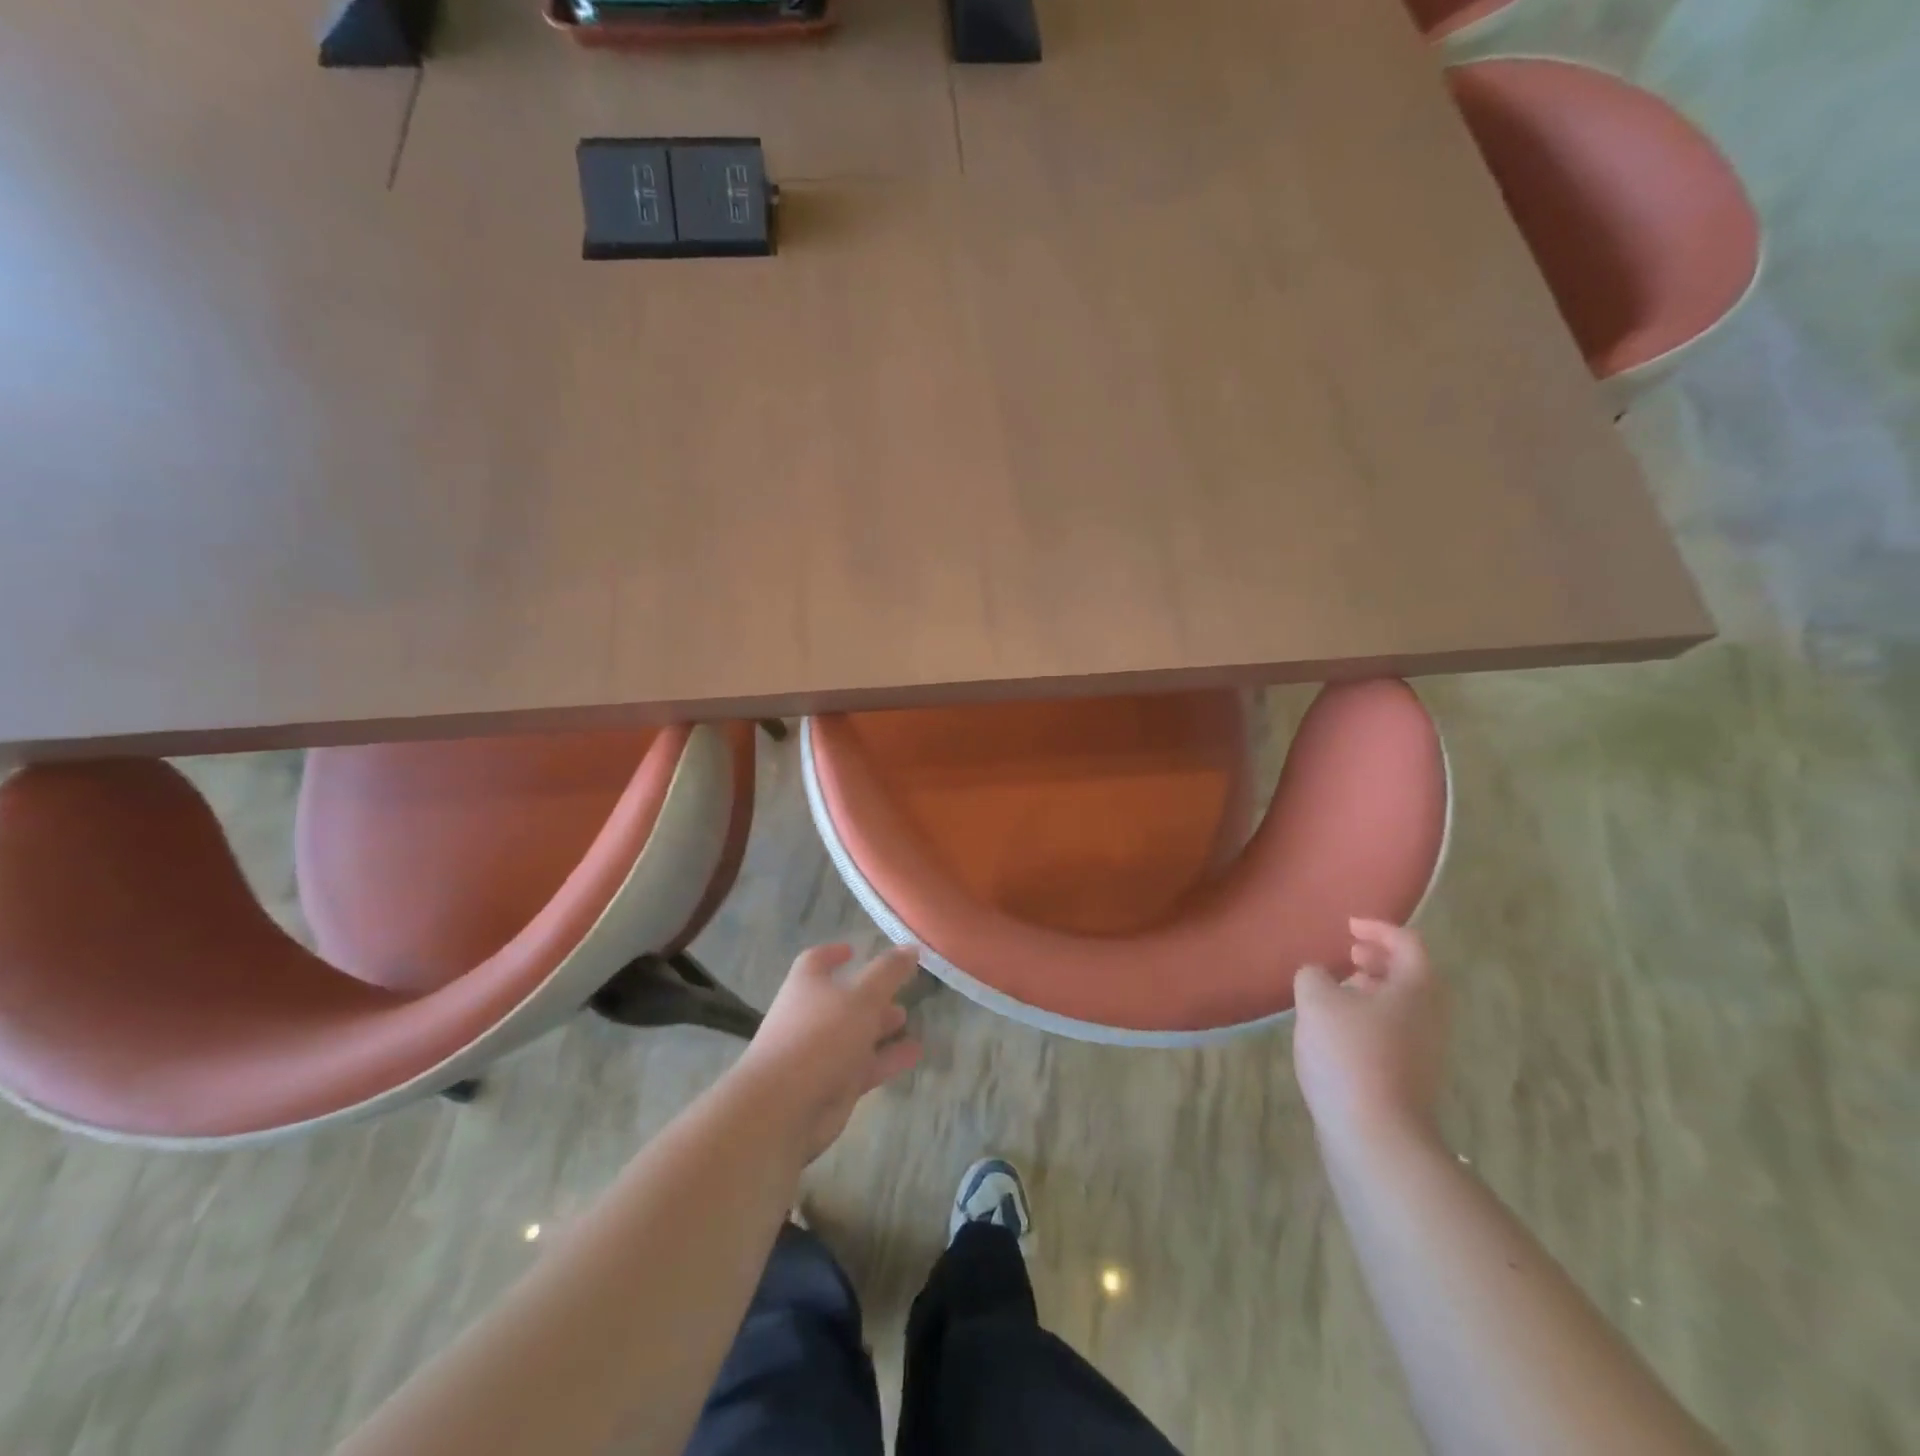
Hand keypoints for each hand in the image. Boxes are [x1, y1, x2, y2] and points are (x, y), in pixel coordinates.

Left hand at [736, 943, 923, 1163]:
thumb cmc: (820, 1037)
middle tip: (899, 989)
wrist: (783, 1108)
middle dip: (870, 995)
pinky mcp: (833, 1085)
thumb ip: (888, 972)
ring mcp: (821, 1053)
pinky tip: (915, 1054)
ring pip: (855, 1034)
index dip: (834, 953)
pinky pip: (865, 1066)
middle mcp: (811, 1015)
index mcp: (807, 985)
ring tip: (908, 1020)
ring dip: (880, 1027)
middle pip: (842, 999)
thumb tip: (910, 947)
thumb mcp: (861, 996)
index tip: (854, 950)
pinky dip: (888, 1058)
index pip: (817, 961)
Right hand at [1293, 919, 1448, 1148]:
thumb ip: (1314, 976)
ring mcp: (1424, 1052)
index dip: (1378, 928)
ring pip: (1401, 1007)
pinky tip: (1335, 1033)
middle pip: (1411, 976)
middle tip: (1348, 956)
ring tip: (1336, 993)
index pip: (1407, 943)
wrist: (1376, 1136)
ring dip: (1372, 992)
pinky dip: (1368, 1020)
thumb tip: (1318, 977)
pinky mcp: (1409, 1079)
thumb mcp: (1317, 1000)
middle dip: (1378, 961)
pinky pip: (1392, 1033)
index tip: (1348, 926)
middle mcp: (1430, 1017)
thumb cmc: (1350, 1054)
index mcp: (1417, 989)